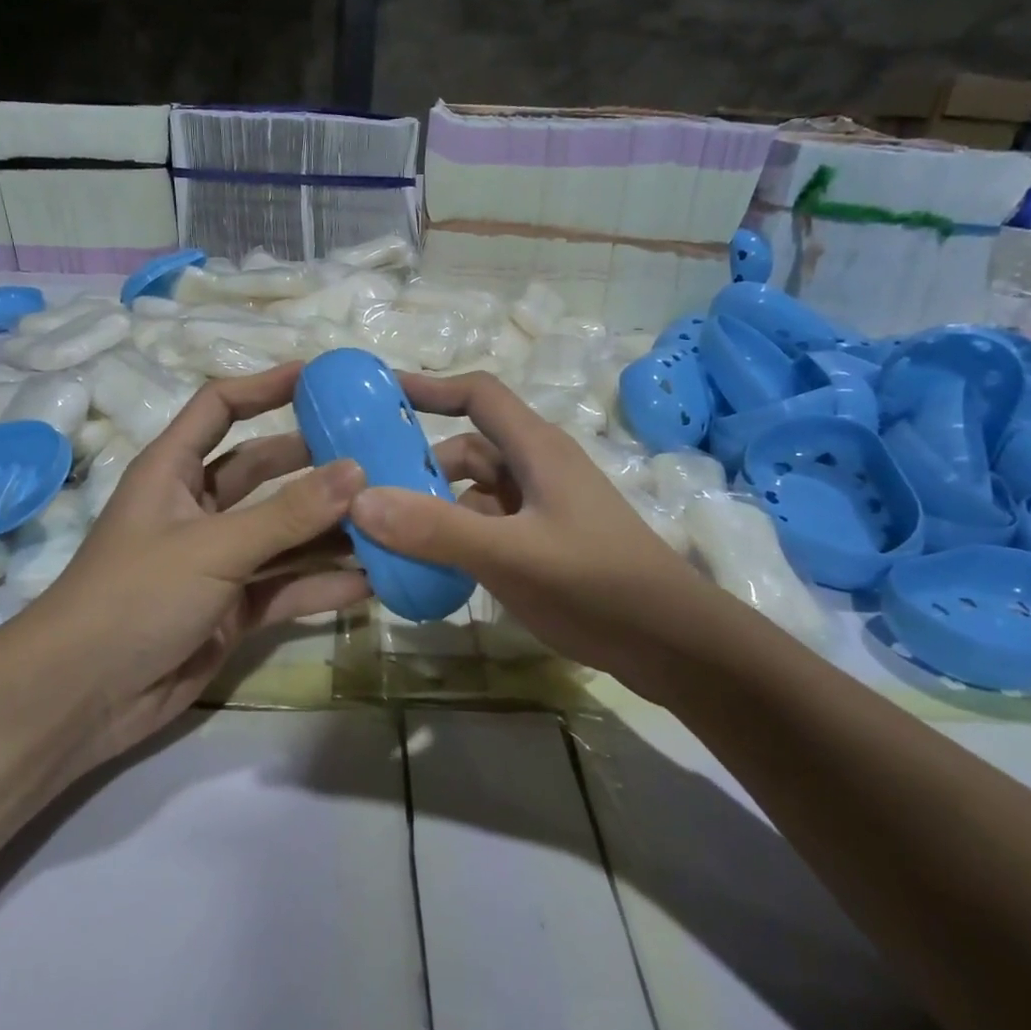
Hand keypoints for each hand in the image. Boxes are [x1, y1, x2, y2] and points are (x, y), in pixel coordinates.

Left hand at [23, 364, 371, 769]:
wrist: (82, 698)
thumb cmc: (135, 597)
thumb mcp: (213, 547)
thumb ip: (288, 513)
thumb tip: (357, 470)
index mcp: (173, 470)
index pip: (220, 407)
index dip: (265, 386)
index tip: (321, 378)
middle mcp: (197, 508)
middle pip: (264, 470)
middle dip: (315, 464)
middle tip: (378, 455)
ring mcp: (218, 561)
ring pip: (284, 533)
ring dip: (330, 529)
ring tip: (391, 518)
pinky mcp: (233, 609)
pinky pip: (287, 587)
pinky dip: (324, 584)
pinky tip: (374, 581)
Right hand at [352, 371, 720, 678]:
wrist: (670, 642)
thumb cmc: (596, 583)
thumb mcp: (511, 555)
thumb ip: (436, 530)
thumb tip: (360, 501)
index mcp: (536, 450)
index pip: (478, 395)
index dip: (429, 387)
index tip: (378, 393)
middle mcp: (536, 471)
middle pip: (467, 451)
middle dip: (419, 467)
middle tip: (366, 492)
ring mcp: (540, 510)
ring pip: (473, 495)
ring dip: (434, 510)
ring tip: (387, 539)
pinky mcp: (542, 545)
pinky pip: (485, 529)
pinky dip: (455, 540)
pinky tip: (429, 569)